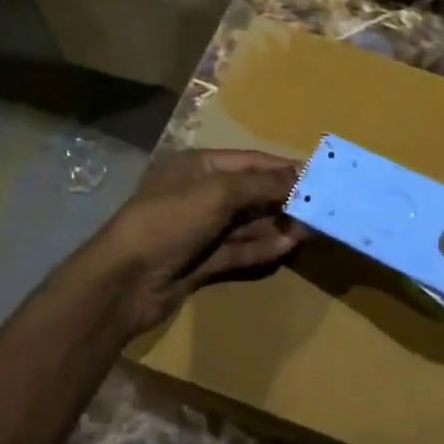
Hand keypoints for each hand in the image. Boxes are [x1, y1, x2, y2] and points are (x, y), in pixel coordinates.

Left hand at [74, 149, 306, 336]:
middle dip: (284, 198)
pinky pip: (239, 250)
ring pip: (248, 223)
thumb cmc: (170, 221)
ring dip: (277, 225)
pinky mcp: (202, 261)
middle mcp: (200, 194)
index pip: (250, 161)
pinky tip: (287, 247)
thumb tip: (300, 175)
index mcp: (198, 167)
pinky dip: (262, 247)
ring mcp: (201, 230)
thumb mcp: (218, 193)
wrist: (124, 282)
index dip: (283, 168)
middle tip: (319, 207)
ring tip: (309, 229)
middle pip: (251, 192)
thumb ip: (262, 185)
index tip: (318, 175)